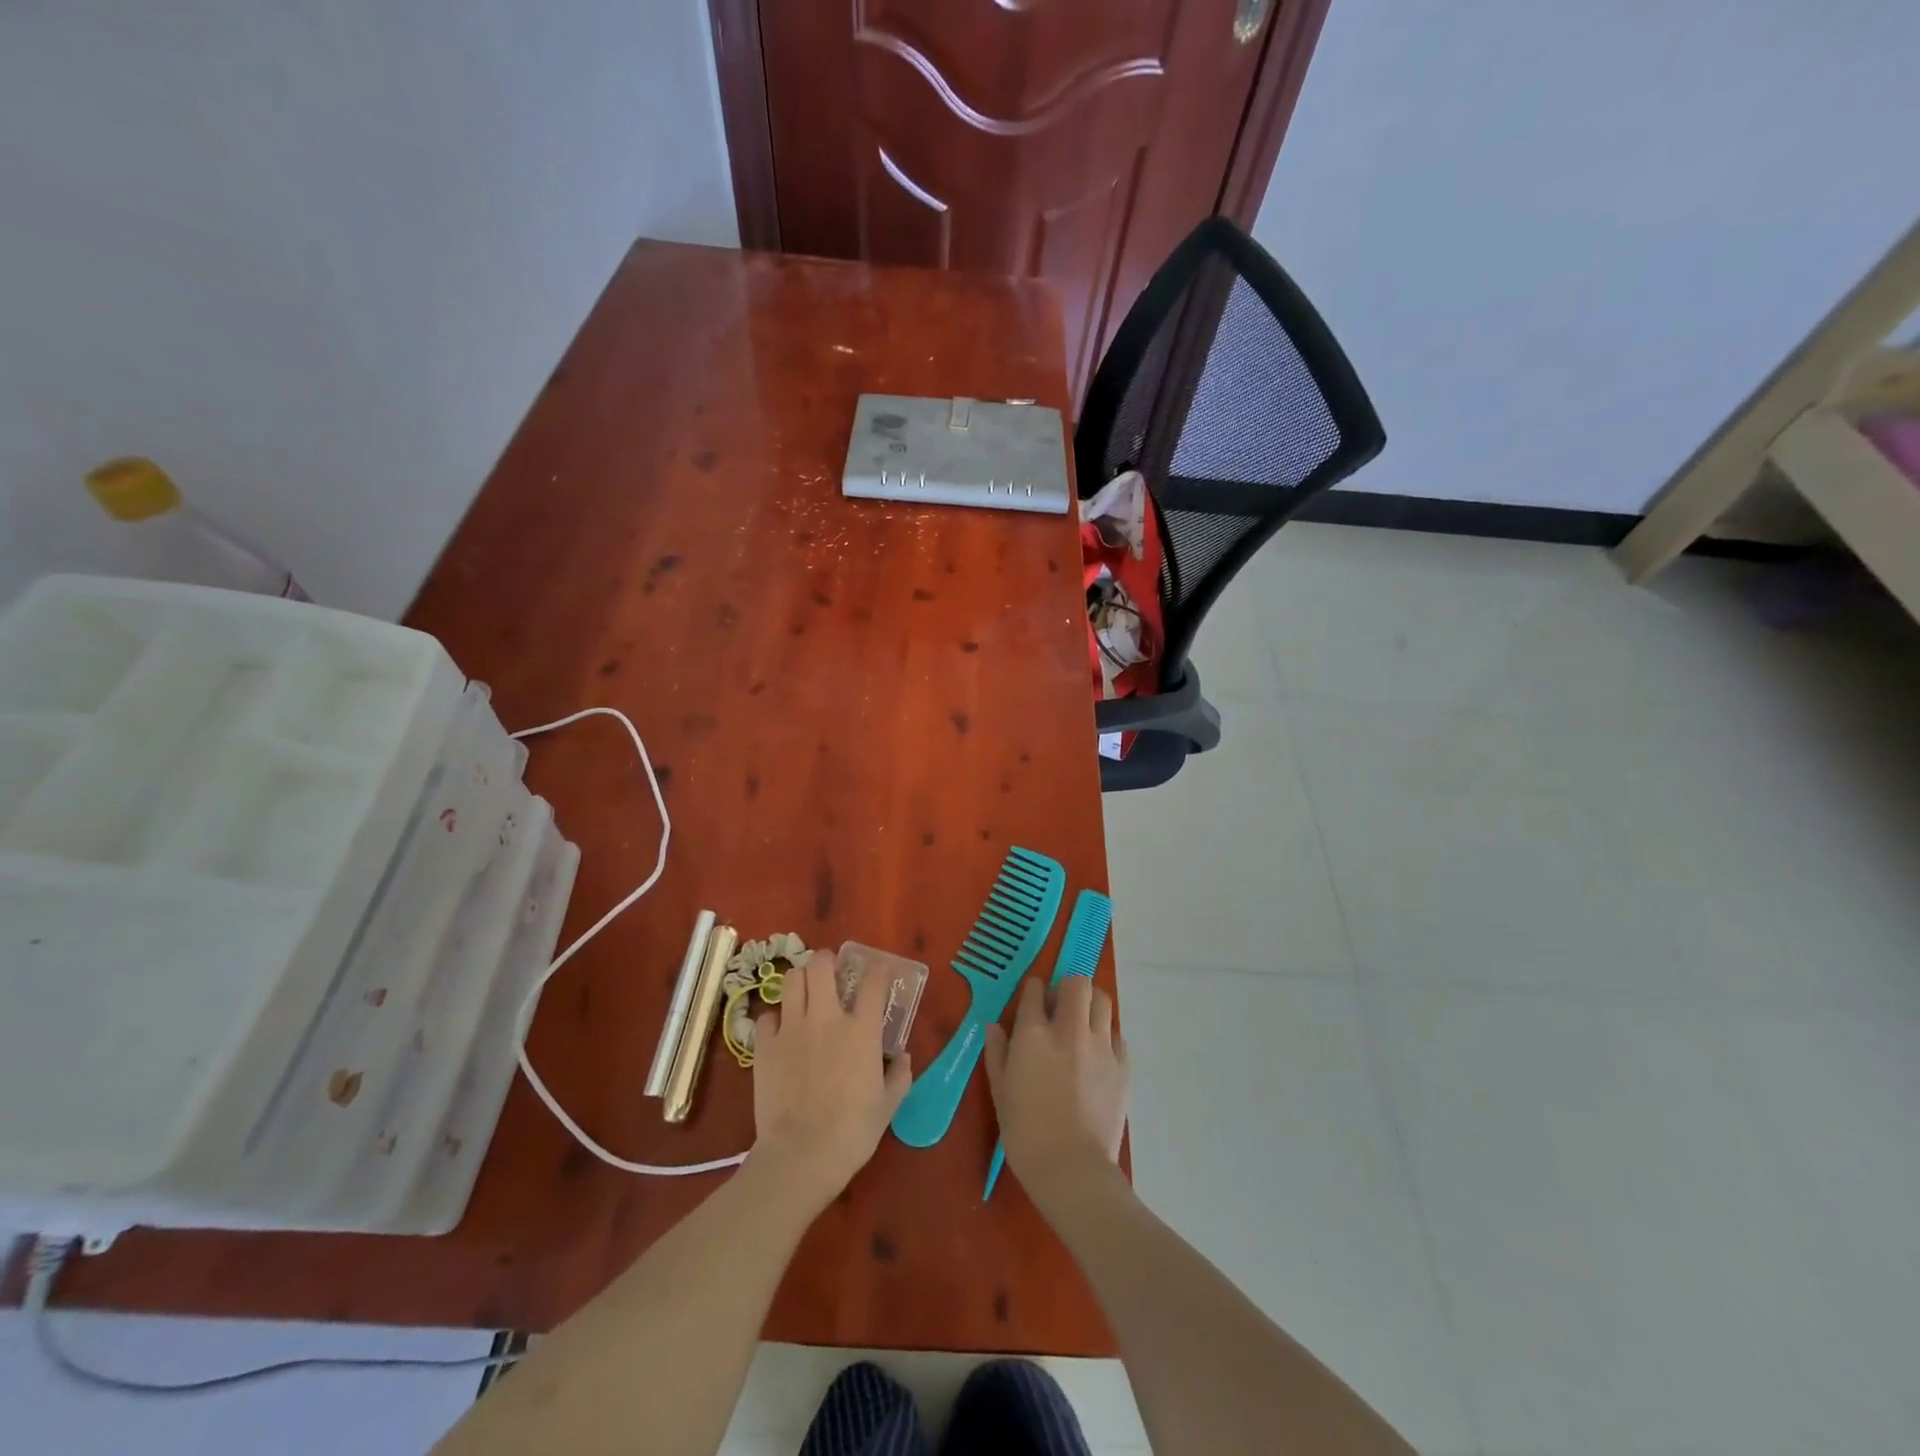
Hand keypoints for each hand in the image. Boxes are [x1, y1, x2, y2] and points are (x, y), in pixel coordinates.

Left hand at [749, 948, 911, 1210]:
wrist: (802, 1155)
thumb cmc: (853, 1131)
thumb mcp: (888, 1105)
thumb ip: (899, 1075)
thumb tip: (903, 1058)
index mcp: (861, 1029)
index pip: (874, 981)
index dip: (880, 969)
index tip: (882, 971)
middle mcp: (826, 1017)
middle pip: (821, 964)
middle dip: (827, 961)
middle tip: (831, 973)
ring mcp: (792, 1028)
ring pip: (792, 980)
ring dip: (801, 980)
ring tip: (805, 992)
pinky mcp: (765, 1046)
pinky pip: (767, 1016)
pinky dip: (775, 1018)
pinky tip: (781, 1031)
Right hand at [983, 977, 1128, 1207]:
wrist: (1072, 1169)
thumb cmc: (1025, 1133)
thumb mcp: (999, 1091)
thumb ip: (997, 1052)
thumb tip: (994, 1026)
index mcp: (1034, 1033)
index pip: (1035, 989)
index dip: (1033, 990)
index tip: (1032, 999)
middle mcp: (1069, 1030)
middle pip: (1077, 983)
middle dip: (1067, 988)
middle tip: (1060, 1007)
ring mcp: (1100, 1046)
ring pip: (1102, 1000)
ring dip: (1090, 1004)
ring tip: (1082, 1022)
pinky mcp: (1122, 1066)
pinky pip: (1117, 1034)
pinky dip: (1106, 1035)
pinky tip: (1097, 1053)